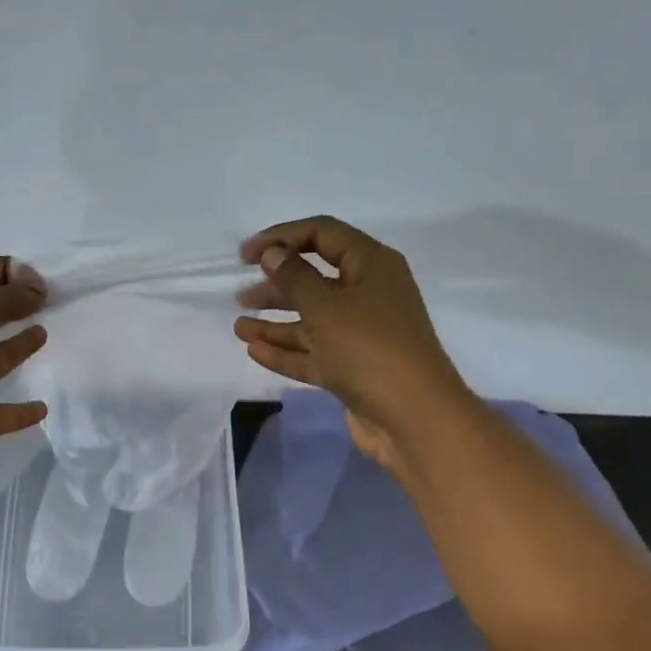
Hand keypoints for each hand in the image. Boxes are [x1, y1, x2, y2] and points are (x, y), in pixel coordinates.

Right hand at [234, 216, 469, 473]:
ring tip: (239, 328)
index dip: (282, 237)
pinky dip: (286, 351)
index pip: (323, 234)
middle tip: (241, 294)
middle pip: (315, 279)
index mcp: (371, 265)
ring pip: (311, 321)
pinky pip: (313, 353)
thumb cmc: (368, 348)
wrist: (411, 416)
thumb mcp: (325, 306)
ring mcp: (361, 334)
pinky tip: (254, 351)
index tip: (246, 254)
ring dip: (275, 323)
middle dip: (276, 285)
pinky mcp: (352, 368)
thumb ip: (294, 277)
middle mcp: (368, 294)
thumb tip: (273, 253)